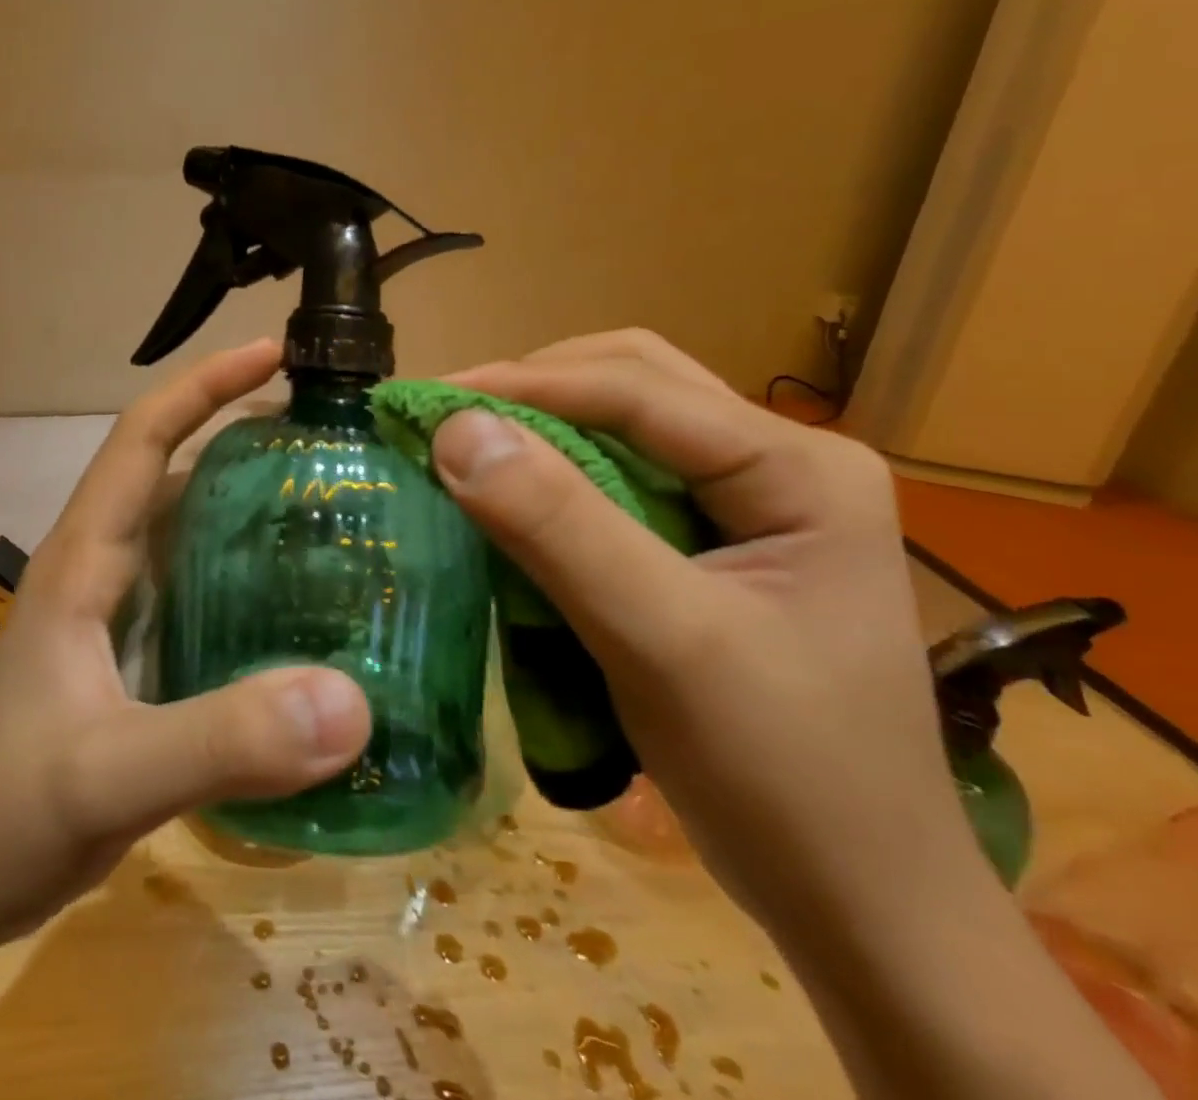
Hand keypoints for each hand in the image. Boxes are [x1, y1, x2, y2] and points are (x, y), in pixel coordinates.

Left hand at [0, 339, 369, 957]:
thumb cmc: (3, 816)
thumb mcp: (110, 775)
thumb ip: (223, 740)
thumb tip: (350, 702)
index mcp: (84, 559)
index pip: (144, 438)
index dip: (205, 385)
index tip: (276, 355)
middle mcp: (99, 567)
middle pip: (174, 470)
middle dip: (242, 433)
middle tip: (330, 433)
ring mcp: (114, 612)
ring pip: (187, 528)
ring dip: (247, 501)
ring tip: (330, 498)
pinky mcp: (130, 655)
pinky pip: (198, 588)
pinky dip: (245, 571)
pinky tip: (298, 597)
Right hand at [429, 330, 972, 930]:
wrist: (859, 903)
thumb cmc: (782, 776)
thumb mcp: (663, 643)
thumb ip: (560, 528)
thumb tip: (456, 430)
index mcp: (800, 468)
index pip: (638, 389)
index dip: (522, 385)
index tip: (425, 401)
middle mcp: (781, 461)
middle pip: (634, 383)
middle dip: (533, 390)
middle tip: (448, 421)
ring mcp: (752, 500)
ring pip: (625, 422)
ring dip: (543, 424)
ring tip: (470, 447)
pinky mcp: (717, 540)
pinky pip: (622, 474)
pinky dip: (557, 472)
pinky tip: (517, 494)